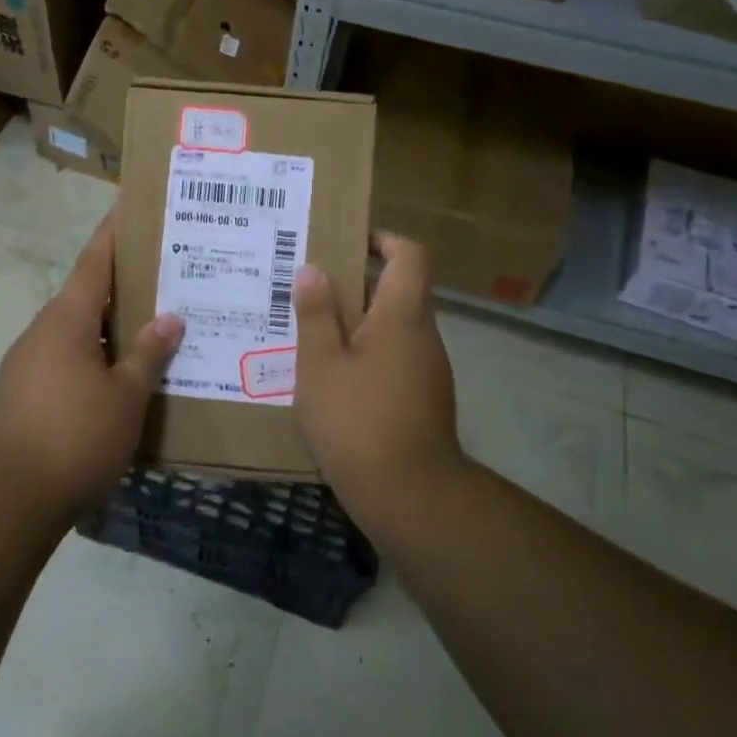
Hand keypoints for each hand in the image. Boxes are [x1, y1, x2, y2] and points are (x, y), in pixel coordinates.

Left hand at [0, 211, 183, 511]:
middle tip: (164, 274)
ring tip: (152, 325)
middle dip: (122, 283)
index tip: (131, 206)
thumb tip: (170, 318)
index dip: (113, 233)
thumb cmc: (74, 436)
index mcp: (66, 319)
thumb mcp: (125, 396)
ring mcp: (28, 363)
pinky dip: (95, 355)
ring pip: (77, 331)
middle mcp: (42, 332)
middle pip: (86, 294)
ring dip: (109, 325)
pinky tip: (120, 374)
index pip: (93, 261)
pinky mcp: (23, 393)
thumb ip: (148, 354)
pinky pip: (66, 359)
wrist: (8, 497)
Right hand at [292, 231, 464, 521]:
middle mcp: (423, 336)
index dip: (383, 239)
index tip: (347, 242)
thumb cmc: (359, 420)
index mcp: (403, 315)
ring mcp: (426, 370)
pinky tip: (329, 374)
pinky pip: (393, 358)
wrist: (410, 497)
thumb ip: (316, 314)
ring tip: (310, 328)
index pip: (410, 255)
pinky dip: (365, 353)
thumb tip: (313, 269)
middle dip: (357, 281)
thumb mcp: (321, 364)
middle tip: (310, 285)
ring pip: (393, 327)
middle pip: (399, 289)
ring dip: (358, 320)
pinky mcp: (421, 400)